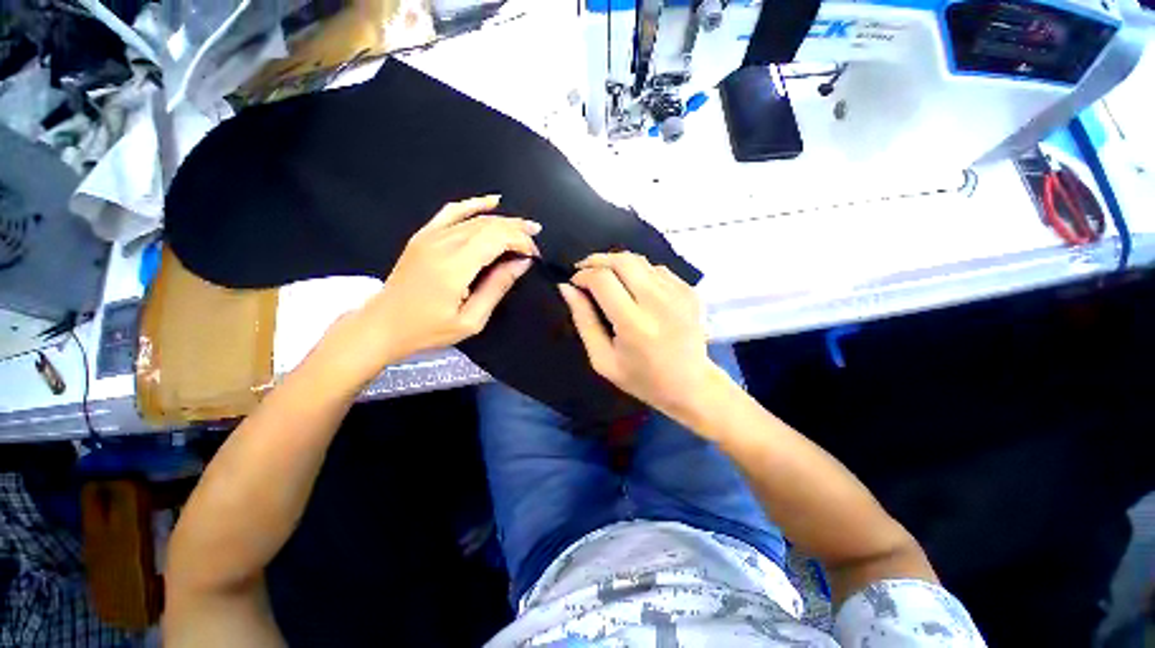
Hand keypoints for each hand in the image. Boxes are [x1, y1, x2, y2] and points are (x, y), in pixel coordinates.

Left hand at [330, 196, 539, 380]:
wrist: (382, 325)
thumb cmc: (428, 330)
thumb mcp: (470, 320)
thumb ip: (497, 287)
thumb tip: (521, 263)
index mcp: (454, 267)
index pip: (497, 239)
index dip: (520, 242)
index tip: (534, 256)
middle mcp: (442, 244)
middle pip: (488, 225)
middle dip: (517, 230)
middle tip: (535, 240)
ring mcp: (430, 236)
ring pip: (475, 218)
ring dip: (503, 220)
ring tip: (525, 226)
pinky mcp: (423, 236)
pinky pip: (451, 211)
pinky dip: (474, 204)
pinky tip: (493, 201)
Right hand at [558, 252, 729, 427]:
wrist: (691, 385)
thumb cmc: (641, 379)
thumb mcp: (602, 359)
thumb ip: (584, 321)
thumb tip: (567, 288)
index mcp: (634, 323)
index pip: (602, 279)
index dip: (583, 274)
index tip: (574, 283)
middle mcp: (658, 302)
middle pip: (622, 260)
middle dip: (597, 260)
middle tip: (585, 270)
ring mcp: (678, 293)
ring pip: (639, 260)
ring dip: (617, 264)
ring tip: (607, 278)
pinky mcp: (689, 291)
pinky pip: (656, 269)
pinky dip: (639, 272)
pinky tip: (634, 288)